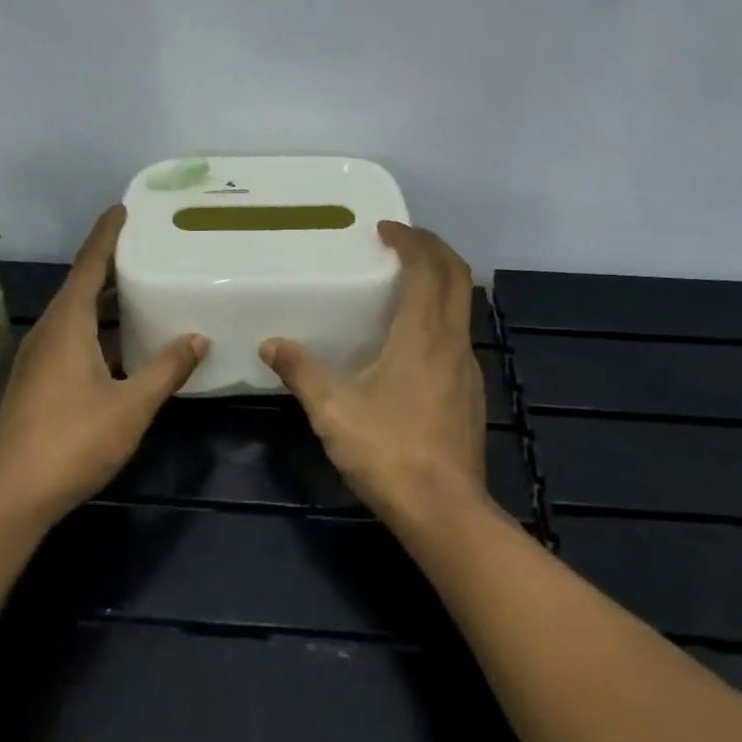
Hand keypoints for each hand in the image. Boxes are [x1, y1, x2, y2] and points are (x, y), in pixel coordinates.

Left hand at [0, 206, 206, 525]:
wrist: (12, 496)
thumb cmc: (74, 441)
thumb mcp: (132, 405)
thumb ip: (167, 369)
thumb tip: (199, 337)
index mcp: (68, 324)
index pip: (90, 264)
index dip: (107, 234)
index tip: (124, 208)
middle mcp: (50, 330)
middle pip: (82, 284)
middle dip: (110, 262)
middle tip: (146, 244)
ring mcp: (39, 356)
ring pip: (76, 312)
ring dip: (105, 296)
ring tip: (140, 285)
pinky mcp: (37, 380)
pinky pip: (71, 334)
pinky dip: (97, 325)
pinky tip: (122, 341)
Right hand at [262, 223, 488, 535]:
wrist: (445, 512)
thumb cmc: (389, 453)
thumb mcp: (333, 411)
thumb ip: (301, 372)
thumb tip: (270, 344)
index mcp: (423, 334)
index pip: (428, 267)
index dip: (410, 240)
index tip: (385, 228)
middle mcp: (453, 341)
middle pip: (458, 276)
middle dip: (434, 248)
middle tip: (402, 239)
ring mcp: (468, 367)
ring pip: (463, 305)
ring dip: (441, 280)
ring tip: (406, 280)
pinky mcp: (471, 391)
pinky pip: (460, 333)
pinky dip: (442, 313)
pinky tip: (413, 337)